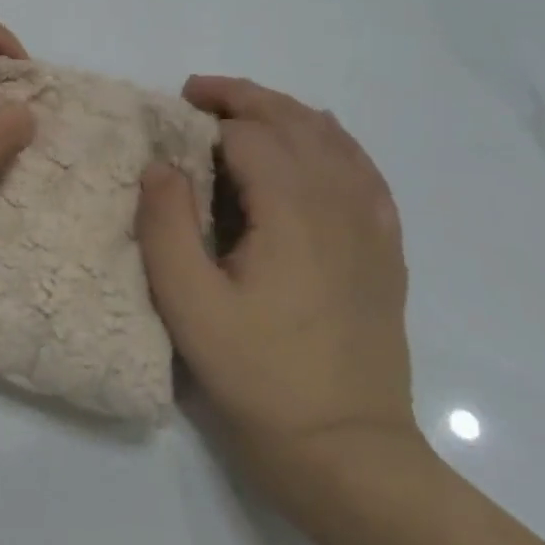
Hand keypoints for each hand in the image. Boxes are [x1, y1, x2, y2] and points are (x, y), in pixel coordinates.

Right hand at [136, 77, 419, 504]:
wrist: (346, 450)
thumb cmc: (258, 376)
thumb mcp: (189, 306)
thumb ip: (167, 226)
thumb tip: (160, 164)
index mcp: (293, 212)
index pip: (249, 135)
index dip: (206, 117)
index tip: (170, 115)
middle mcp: (340, 204)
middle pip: (296, 122)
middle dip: (245, 98)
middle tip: (198, 94)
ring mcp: (372, 226)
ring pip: (334, 140)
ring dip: (287, 114)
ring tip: (245, 112)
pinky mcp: (385, 251)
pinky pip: (364, 172)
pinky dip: (333, 144)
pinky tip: (316, 150)